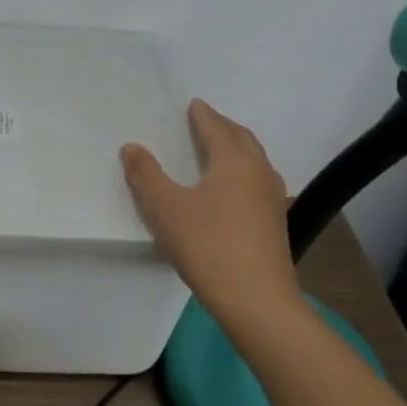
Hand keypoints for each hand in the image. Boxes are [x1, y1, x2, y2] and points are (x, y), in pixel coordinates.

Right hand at [120, 99, 296, 320]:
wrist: (257, 301)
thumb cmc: (208, 246)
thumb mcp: (165, 208)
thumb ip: (146, 175)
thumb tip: (132, 147)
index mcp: (235, 162)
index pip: (217, 129)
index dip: (203, 116)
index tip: (194, 104)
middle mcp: (259, 173)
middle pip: (242, 140)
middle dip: (224, 127)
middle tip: (206, 120)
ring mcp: (272, 200)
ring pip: (254, 162)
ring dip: (236, 149)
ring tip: (219, 149)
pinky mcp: (275, 224)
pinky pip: (257, 182)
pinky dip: (242, 172)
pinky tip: (231, 189)